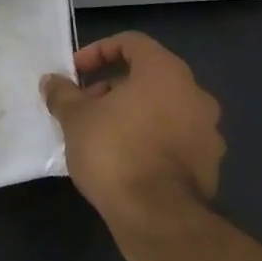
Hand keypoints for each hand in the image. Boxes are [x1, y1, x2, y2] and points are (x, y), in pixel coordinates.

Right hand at [41, 32, 223, 236]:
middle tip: (86, 105)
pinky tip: (125, 160)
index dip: (98, 51)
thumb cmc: (114, 151)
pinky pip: (174, 139)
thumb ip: (63, 94)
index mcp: (166, 72)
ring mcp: (208, 132)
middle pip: (149, 77)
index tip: (76, 72)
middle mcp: (195, 94)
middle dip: (114, 86)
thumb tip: (51, 81)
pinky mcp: (210, 165)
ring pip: (163, 109)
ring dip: (133, 113)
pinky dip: (150, 140)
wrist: (156, 217)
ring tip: (101, 134)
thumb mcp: (75, 118)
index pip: (132, 43)